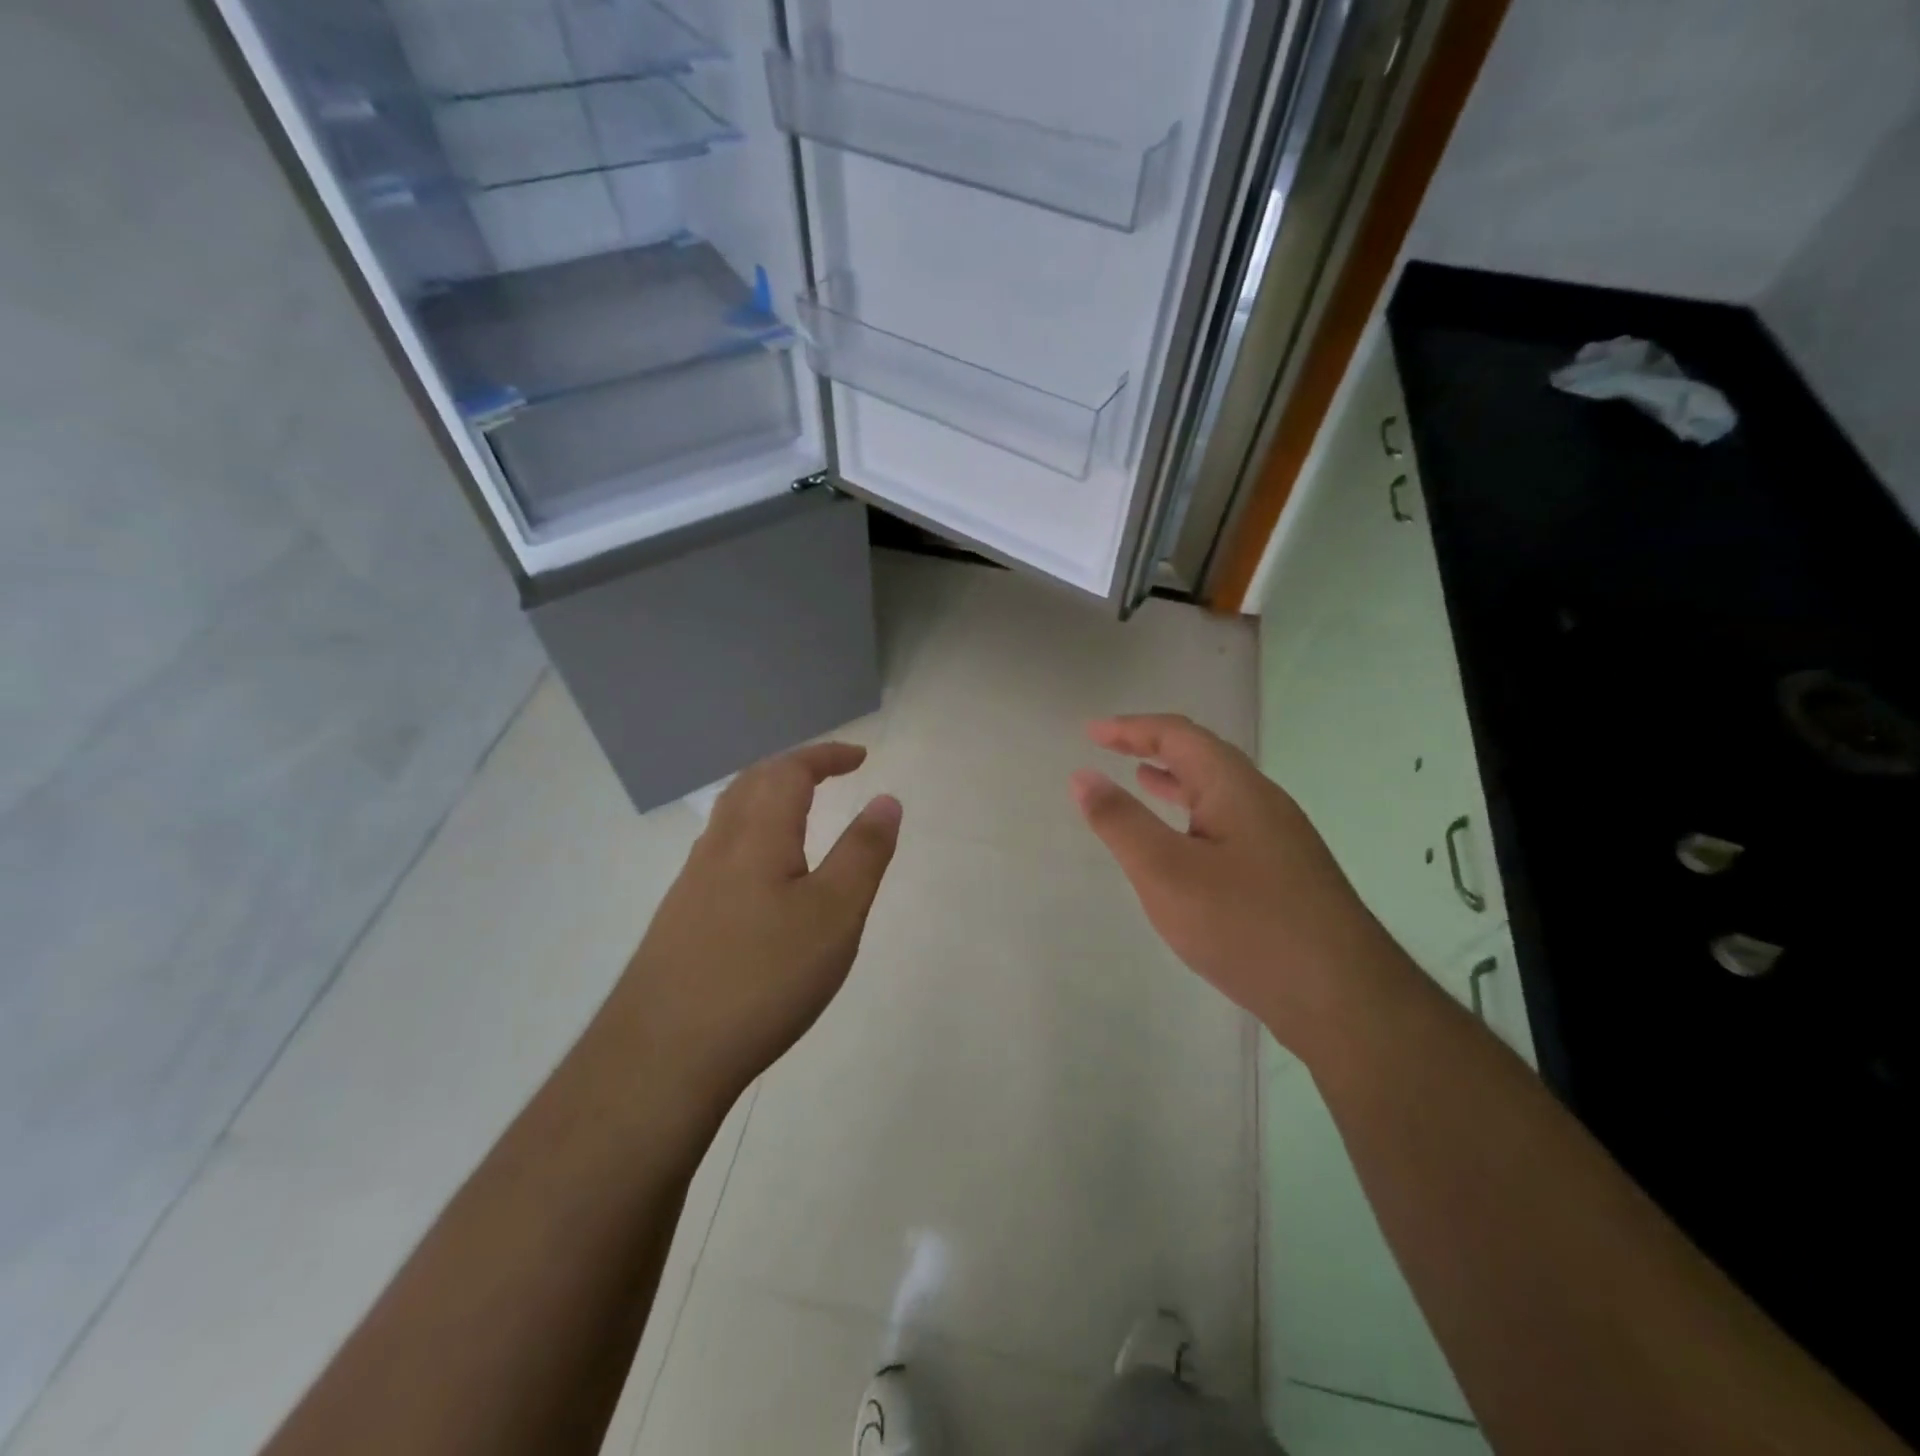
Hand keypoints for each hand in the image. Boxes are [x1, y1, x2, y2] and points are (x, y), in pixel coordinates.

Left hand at [613, 743, 901, 1106]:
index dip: (826, 756)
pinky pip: (720, 853)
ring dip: (767, 799)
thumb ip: (863, 853)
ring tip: (799, 813)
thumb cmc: (763, 976)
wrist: (661, 1057)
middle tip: (829, 774)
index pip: (790, 771)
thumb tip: (886, 799)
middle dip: (793, 768)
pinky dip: (752, 837)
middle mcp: (718, 848)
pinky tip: (762, 878)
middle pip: (752, 784)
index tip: (861, 758)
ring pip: (730, 819)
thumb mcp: (835, 914)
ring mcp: (691, 886)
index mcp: (757, 835)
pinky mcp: (679, 921)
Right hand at [1070, 714, 1402, 1054]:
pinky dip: (1193, 815)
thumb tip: (1082, 776)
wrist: (1342, 998)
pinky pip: (1228, 822)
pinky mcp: (1285, 871)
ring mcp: (1279, 837)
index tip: (1091, 732)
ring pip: (1218, 791)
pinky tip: (1184, 843)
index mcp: (1235, 788)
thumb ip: (1121, 822)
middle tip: (1110, 748)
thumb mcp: (1166, 872)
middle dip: (1153, 746)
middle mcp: (1262, 801)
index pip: (1178, 735)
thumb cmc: (1245, 925)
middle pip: (1203, 756)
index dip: (1132, 728)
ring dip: (1175, 780)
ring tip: (1140, 780)